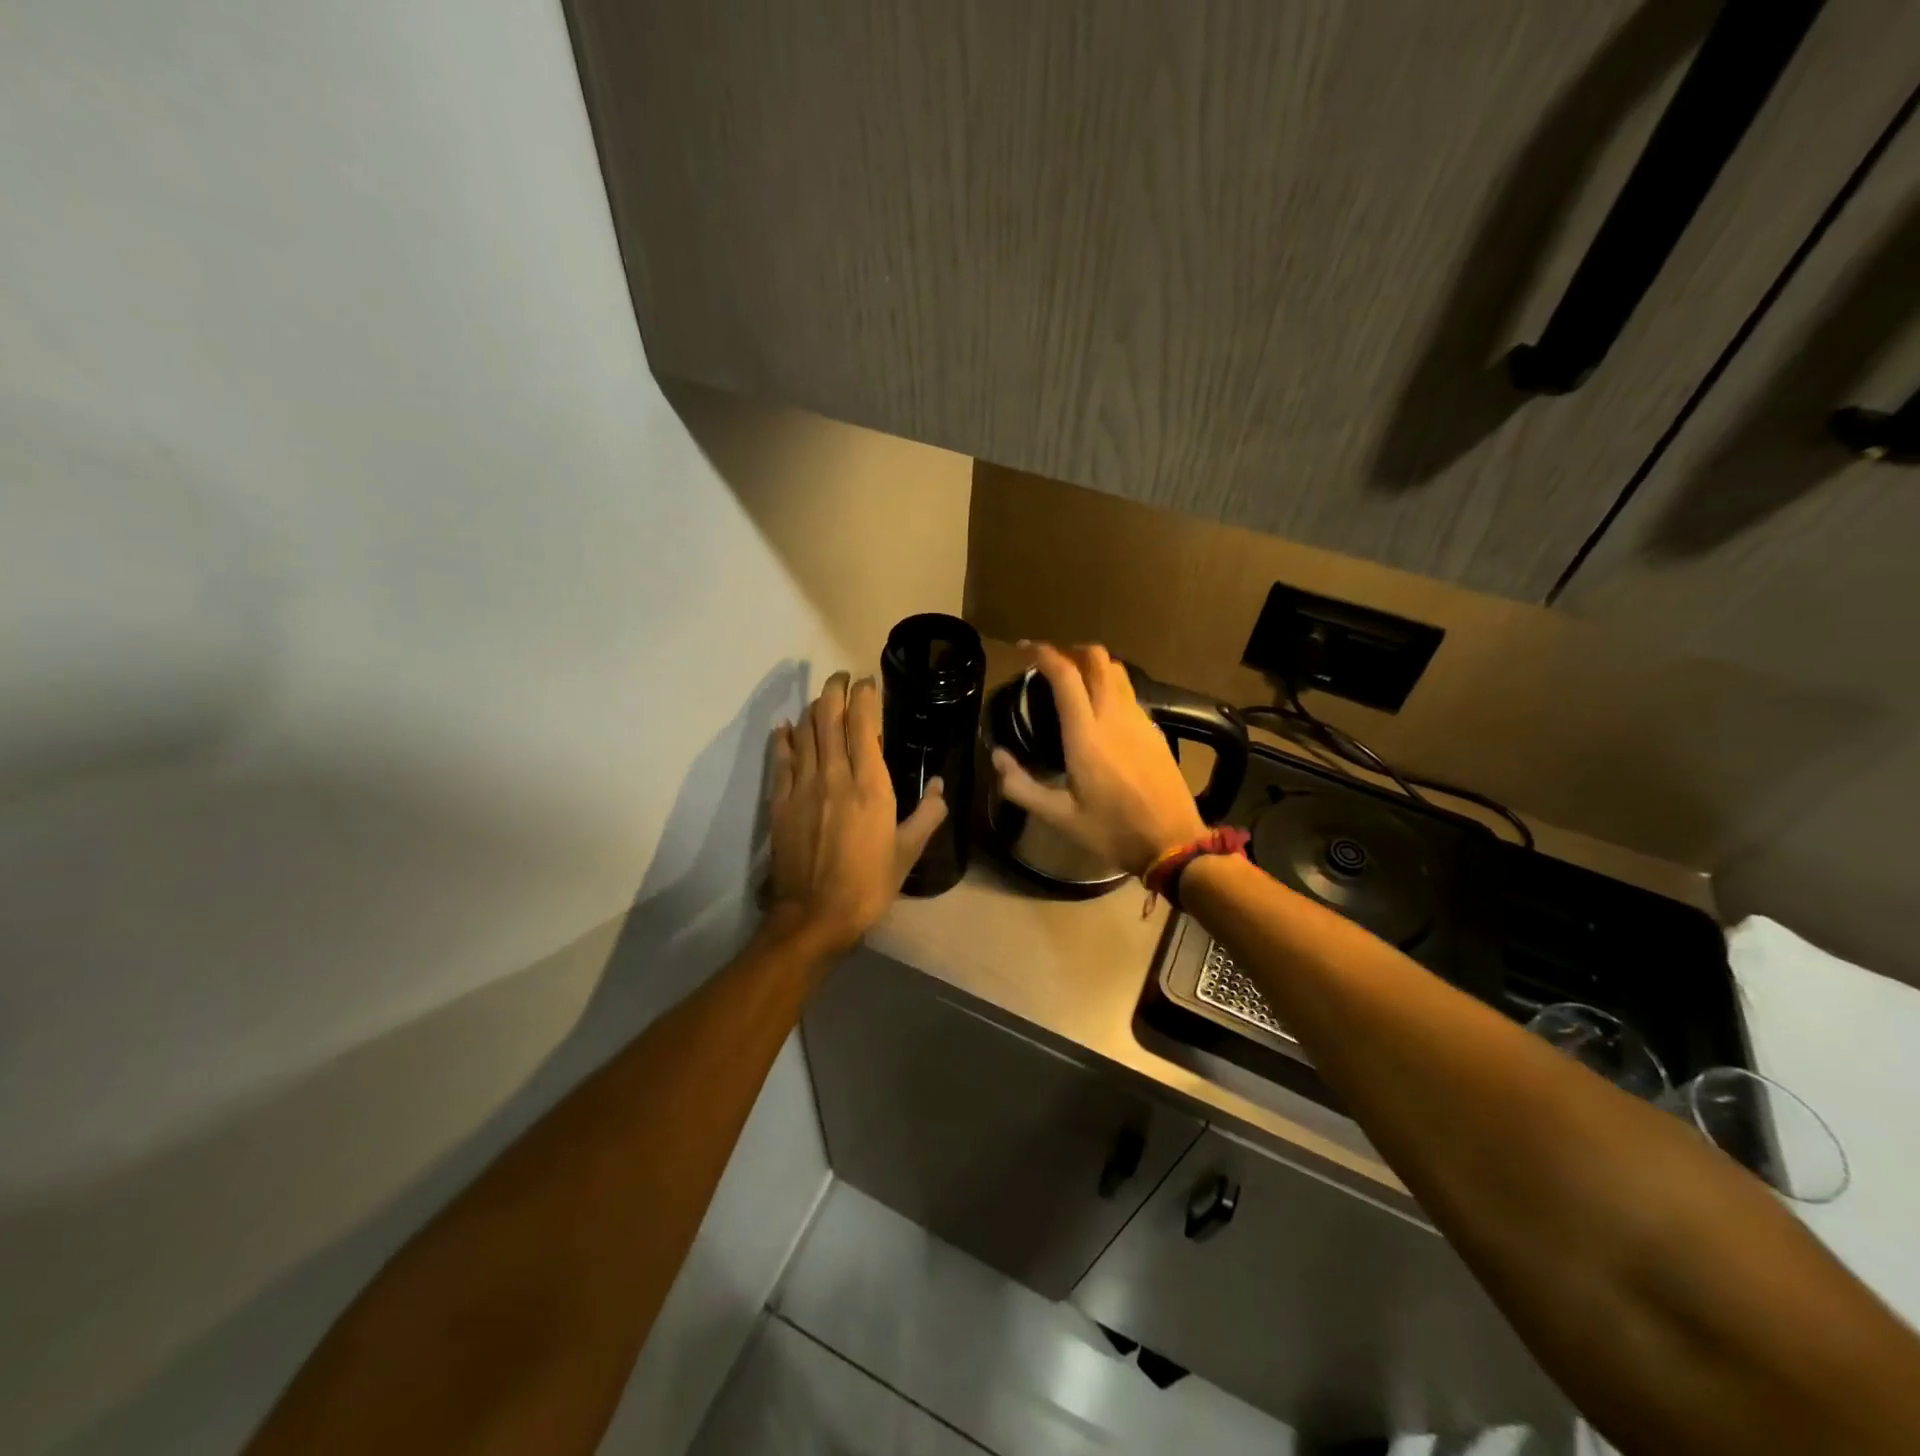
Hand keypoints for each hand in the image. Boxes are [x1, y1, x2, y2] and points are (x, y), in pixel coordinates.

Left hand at [767, 672, 948, 955]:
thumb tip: (942, 786)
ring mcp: (803, 786)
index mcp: (870, 785)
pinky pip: (780, 759)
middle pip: (829, 718)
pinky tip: (785, 727)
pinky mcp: (780, 802)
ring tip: (821, 699)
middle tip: (841, 678)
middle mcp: (835, 775)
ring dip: (812, 709)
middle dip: (834, 691)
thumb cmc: (868, 884)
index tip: (867, 681)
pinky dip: (783, 738)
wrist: (815, 915)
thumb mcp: (908, 852)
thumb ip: (928, 815)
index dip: (864, 697)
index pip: (863, 725)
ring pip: (805, 733)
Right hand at [991, 643, 1205, 877]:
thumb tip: (998, 757)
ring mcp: (1139, 720)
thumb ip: (1021, 786)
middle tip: (1050, 662)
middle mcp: (1114, 716)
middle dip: (1071, 650)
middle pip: (1097, 659)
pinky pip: (1129, 692)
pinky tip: (1100, 707)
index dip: (1043, 653)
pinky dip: (1110, 684)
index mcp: (1086, 735)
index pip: (1065, 675)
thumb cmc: (1112, 831)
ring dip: (1093, 664)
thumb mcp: (1059, 817)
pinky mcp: (1154, 730)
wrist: (1172, 842)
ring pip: (1117, 671)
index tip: (1025, 650)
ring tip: (1074, 678)